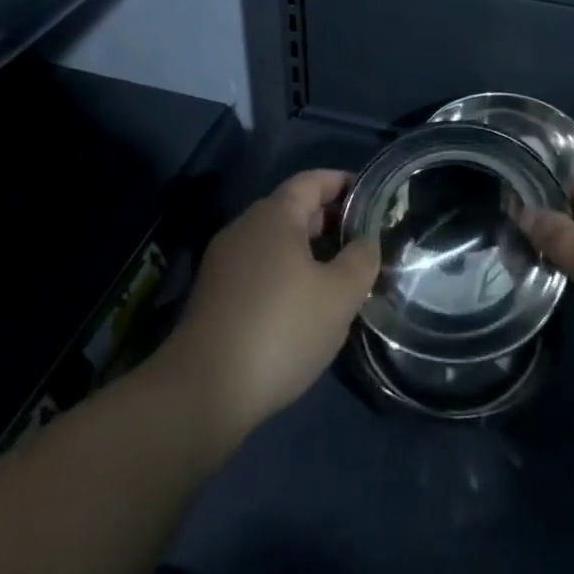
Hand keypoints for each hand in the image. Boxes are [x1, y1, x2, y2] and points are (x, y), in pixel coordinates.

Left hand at [157, 170, 379, 446]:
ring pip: (276, 244)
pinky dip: (286, 276)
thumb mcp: (339, 295)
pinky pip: (259, 270)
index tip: (371, 197)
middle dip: (330, 221)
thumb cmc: (280, 329)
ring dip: (309, 253)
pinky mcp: (214, 297)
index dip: (343, 183)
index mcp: (274, 215)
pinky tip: (305, 308)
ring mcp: (224, 263)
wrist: (201, 393)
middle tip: (364, 242)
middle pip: (293, 210)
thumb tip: (366, 241)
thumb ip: (361, 260)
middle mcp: (245, 228)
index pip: (313, 180)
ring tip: (341, 277)